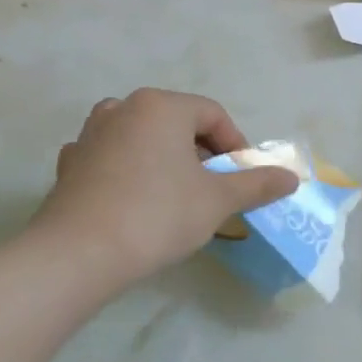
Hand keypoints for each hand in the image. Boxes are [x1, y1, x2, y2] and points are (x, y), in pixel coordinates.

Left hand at [30, 89, 298, 288]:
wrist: (78, 255)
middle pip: (177, 124)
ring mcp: (89, 135)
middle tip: (215, 189)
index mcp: (160, 106)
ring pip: (144, 140)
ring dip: (167, 161)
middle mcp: (122, 109)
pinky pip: (114, 159)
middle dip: (202, 154)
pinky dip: (133, 173)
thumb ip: (257, 184)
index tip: (243, 179)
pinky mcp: (70, 165)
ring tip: (179, 196)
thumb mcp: (219, 200)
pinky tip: (138, 202)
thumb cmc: (159, 214)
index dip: (236, 146)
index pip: (213, 115)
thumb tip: (291, 178)